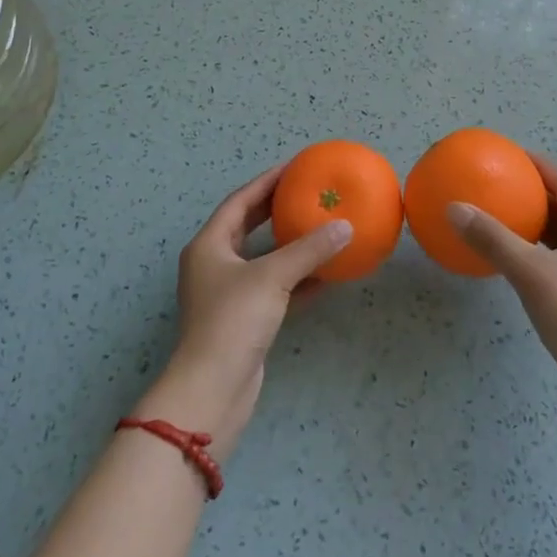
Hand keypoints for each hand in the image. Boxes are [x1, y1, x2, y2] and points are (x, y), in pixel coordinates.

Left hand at [134, 164, 350, 459]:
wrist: (213, 390)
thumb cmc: (233, 321)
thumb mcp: (272, 278)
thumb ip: (309, 249)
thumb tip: (346, 227)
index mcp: (210, 245)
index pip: (240, 201)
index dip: (267, 181)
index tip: (295, 166)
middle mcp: (215, 264)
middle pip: (249, 225)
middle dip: (277, 207)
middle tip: (308, 191)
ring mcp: (229, 293)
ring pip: (264, 257)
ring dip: (291, 243)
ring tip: (321, 225)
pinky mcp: (245, 319)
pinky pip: (275, 286)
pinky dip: (298, 278)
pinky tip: (327, 273)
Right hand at [448, 153, 556, 411]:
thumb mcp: (530, 273)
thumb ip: (493, 238)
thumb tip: (455, 207)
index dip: (537, 164)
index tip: (507, 154)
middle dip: (532, 190)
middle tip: (497, 182)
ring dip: (533, 219)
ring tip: (499, 212)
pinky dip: (535, 246)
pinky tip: (511, 256)